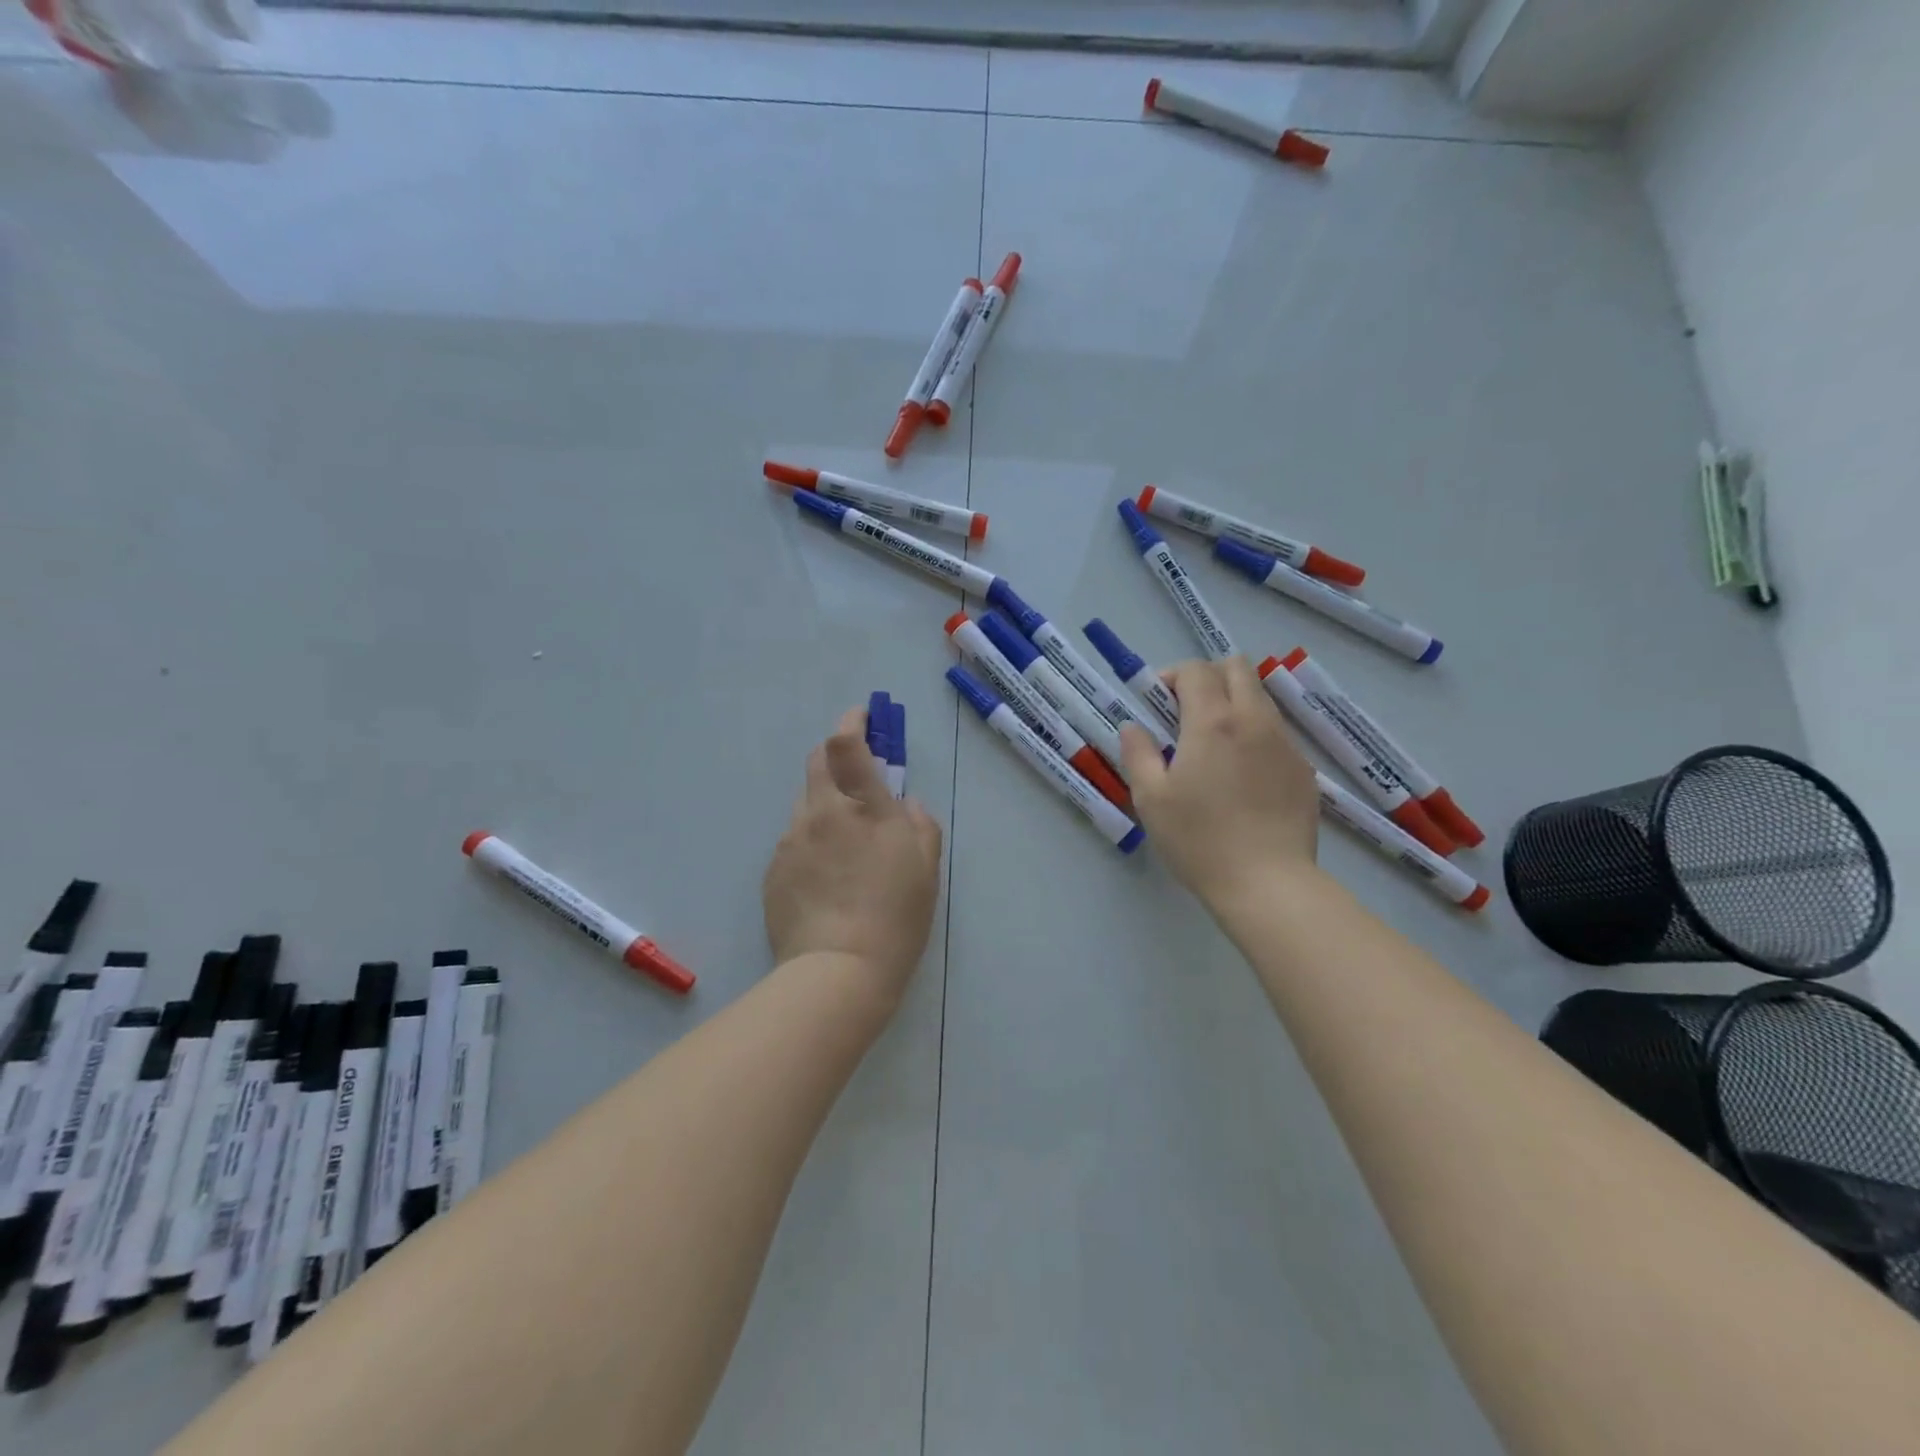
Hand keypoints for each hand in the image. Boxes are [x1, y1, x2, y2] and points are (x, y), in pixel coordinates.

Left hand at [763, 706, 943, 1006]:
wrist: (836, 972)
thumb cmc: (895, 918)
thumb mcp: (927, 869)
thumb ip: (920, 824)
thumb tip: (904, 803)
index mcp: (863, 807)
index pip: (847, 744)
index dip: (852, 721)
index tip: (862, 718)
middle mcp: (821, 813)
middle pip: (817, 762)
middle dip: (835, 755)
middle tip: (856, 776)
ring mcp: (791, 840)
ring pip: (806, 802)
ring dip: (825, 803)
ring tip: (844, 845)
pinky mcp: (773, 869)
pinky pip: (794, 839)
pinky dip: (811, 840)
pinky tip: (825, 877)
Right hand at [1118, 657, 1318, 910]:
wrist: (1267, 883)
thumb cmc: (1198, 840)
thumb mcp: (1151, 798)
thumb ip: (1138, 753)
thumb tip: (1134, 727)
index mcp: (1213, 722)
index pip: (1196, 670)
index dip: (1172, 676)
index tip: (1158, 704)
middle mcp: (1254, 720)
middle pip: (1237, 668)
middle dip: (1208, 677)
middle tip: (1186, 713)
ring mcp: (1285, 744)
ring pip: (1261, 698)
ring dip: (1233, 703)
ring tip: (1213, 746)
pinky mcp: (1303, 769)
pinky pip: (1276, 733)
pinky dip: (1254, 735)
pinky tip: (1242, 777)